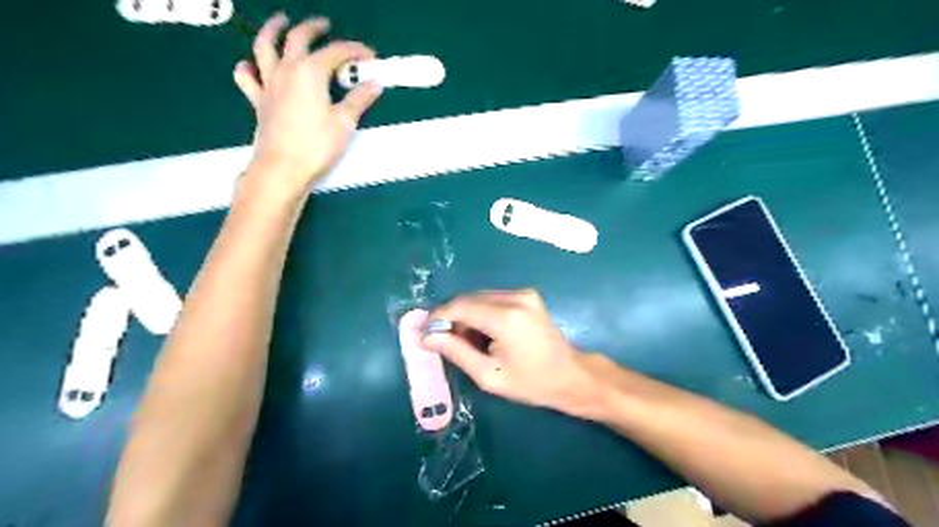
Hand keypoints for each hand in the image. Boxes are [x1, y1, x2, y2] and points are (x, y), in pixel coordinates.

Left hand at [234, 15, 381, 198]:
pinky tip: (252, 65)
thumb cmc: (317, 144)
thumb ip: (359, 99)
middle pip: (298, 38)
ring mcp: (269, 83)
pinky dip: (248, 67)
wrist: (284, 167)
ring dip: (272, 30)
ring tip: (280, 22)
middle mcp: (287, 70)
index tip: (369, 55)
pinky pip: (247, 77)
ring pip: (265, 46)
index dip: (354, 50)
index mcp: (311, 71)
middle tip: (324, 25)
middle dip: (313, 28)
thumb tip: (374, 84)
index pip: (336, 52)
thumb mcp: (344, 122)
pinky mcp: (258, 101)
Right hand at [425, 289, 609, 418]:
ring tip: (466, 342)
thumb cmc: (531, 383)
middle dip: (451, 318)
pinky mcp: (527, 295)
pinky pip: (492, 298)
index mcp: (506, 318)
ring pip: (479, 297)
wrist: (571, 376)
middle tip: (444, 342)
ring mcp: (523, 293)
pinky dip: (480, 312)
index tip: (425, 334)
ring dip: (465, 315)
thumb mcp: (488, 375)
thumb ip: (456, 351)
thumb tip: (426, 336)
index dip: (438, 318)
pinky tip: (483, 333)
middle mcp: (515, 297)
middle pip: (468, 299)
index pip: (459, 307)